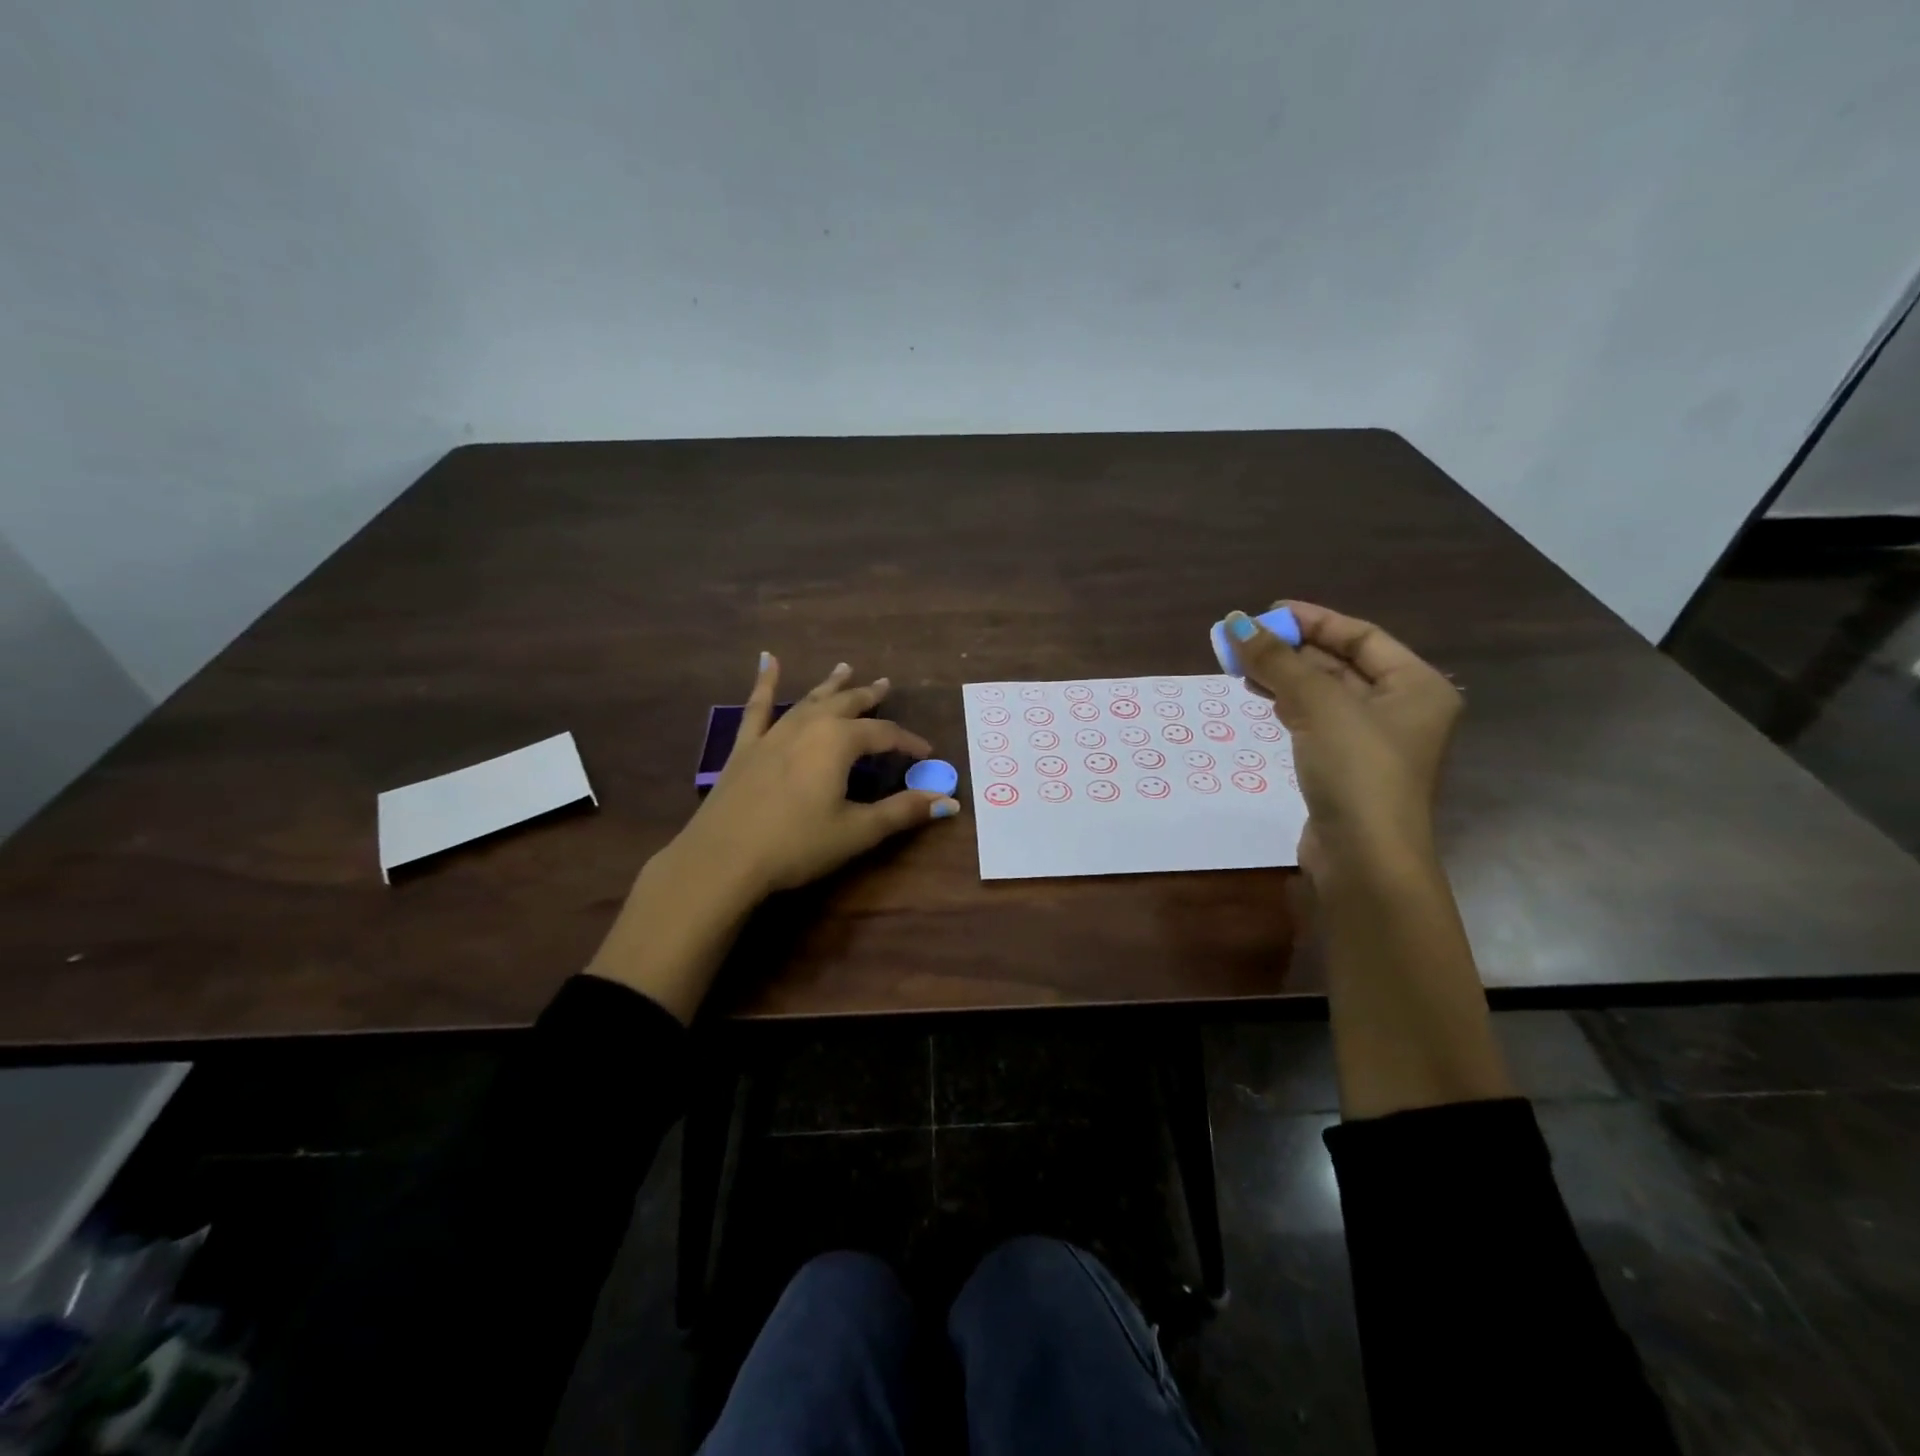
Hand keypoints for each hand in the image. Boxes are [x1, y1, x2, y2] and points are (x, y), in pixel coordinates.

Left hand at [588, 653, 959, 1023]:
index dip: (908, 742)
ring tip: (845, 668)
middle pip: (847, 705)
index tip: (926, 753)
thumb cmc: (797, 845)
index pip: (884, 734)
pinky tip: (767, 660)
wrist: (723, 858)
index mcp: (839, 742)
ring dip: (830, 685)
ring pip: (809, 700)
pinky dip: (764, 682)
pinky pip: (757, 707)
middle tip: (885, 683)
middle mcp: (809, 726)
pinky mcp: (745, 747)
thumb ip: (903, 812)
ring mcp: (773, 733)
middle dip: (869, 696)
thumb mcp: (857, 830)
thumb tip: (950, 802)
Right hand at [1222, 603, 1460, 879]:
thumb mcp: (1318, 705)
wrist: (1364, 860)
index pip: (1362, 636)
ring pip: (1325, 694)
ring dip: (1286, 677)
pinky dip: (1290, 706)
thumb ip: (1277, 661)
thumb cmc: (1357, 771)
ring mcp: (1374, 742)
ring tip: (1242, 666)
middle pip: (1342, 664)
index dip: (1314, 620)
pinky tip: (1263, 698)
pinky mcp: (1347, 768)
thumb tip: (1233, 622)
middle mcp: (1402, 709)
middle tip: (1244, 640)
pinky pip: (1317, 722)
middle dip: (1293, 650)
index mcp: (1417, 686)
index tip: (1266, 612)